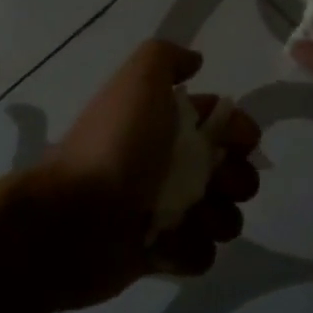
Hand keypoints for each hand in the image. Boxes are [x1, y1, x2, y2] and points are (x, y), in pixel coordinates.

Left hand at [34, 39, 260, 305]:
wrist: (71, 217)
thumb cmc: (114, 147)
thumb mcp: (138, 82)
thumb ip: (167, 58)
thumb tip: (196, 62)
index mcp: (167, 128)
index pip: (225, 127)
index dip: (241, 133)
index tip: (240, 142)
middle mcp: (170, 168)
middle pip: (234, 175)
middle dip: (237, 181)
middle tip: (217, 184)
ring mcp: (166, 213)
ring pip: (224, 217)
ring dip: (217, 219)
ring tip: (190, 219)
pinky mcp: (160, 254)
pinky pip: (199, 255)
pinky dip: (187, 251)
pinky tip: (163, 245)